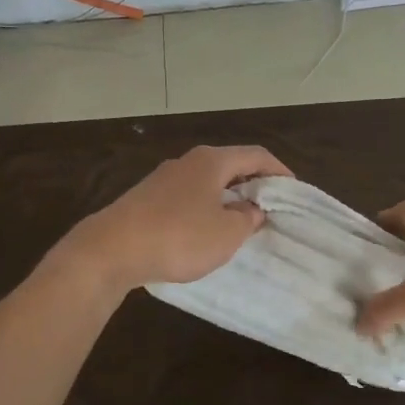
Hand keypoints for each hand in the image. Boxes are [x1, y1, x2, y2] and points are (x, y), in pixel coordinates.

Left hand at [55, 145, 292, 292]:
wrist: (111, 250)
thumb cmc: (178, 237)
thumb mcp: (226, 233)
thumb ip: (247, 219)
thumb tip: (250, 209)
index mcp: (212, 161)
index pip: (256, 155)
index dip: (279, 171)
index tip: (293, 191)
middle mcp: (187, 162)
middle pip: (230, 165)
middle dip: (253, 185)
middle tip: (270, 209)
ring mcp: (163, 179)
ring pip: (207, 183)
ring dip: (227, 198)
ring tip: (241, 223)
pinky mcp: (146, 199)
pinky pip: (187, 198)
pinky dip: (204, 209)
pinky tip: (204, 232)